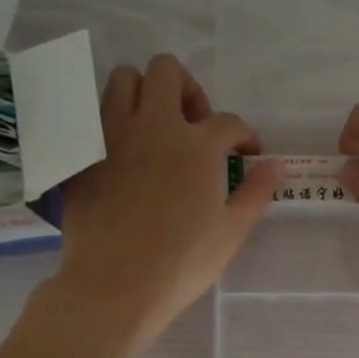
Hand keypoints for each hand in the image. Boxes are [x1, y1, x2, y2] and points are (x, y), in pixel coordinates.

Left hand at [56, 55, 277, 350]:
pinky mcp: (83, 154)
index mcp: (197, 144)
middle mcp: (153, 125)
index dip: (244, 136)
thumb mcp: (232, 231)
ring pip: (123, 81)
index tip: (245, 155)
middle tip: (195, 126)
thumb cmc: (182, 262)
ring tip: (156, 129)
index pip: (228, 121)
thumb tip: (274, 166)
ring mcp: (111, 135)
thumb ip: (255, 192)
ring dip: (144, 94)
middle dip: (188, 89)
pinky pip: (95, 117)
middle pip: (167, 71)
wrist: (114, 285)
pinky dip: (114, 124)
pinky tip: (124, 156)